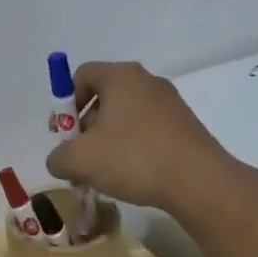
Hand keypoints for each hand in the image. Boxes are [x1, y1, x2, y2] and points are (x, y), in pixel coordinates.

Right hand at [45, 61, 234, 212]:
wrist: (199, 182)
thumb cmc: (134, 158)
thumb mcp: (80, 160)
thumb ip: (58, 157)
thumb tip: (60, 160)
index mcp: (121, 76)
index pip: (82, 75)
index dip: (66, 103)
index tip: (68, 135)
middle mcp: (147, 81)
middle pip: (105, 96)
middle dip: (87, 126)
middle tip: (83, 156)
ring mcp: (170, 103)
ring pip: (127, 116)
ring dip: (110, 140)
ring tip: (107, 172)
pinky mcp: (186, 126)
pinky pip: (148, 130)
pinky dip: (135, 148)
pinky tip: (134, 175)